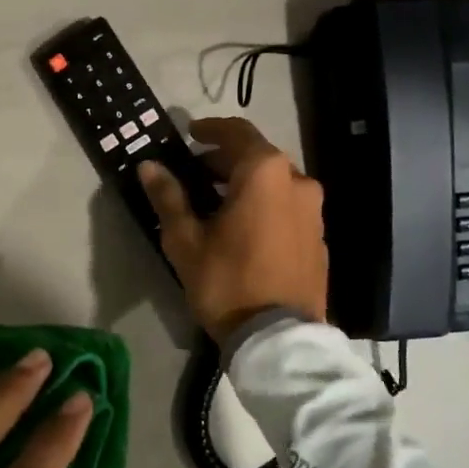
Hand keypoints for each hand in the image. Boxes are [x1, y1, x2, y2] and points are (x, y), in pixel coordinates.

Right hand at [137, 117, 328, 342]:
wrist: (278, 337)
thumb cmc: (227, 281)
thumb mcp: (186, 240)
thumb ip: (169, 197)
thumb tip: (149, 166)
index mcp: (265, 173)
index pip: (236, 132)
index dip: (210, 129)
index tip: (190, 133)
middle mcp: (297, 181)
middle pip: (257, 157)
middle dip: (225, 161)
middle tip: (194, 174)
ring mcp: (314, 211)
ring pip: (275, 182)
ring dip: (246, 183)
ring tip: (216, 203)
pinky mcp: (319, 237)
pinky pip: (288, 207)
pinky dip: (265, 205)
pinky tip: (244, 228)